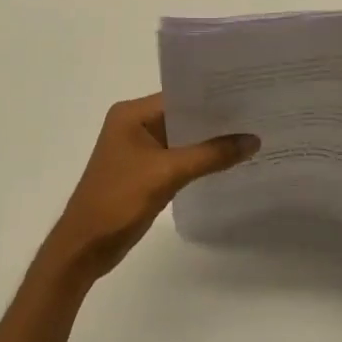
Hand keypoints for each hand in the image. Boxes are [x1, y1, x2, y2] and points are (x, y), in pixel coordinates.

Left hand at [43, 94, 257, 282]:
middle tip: (257, 113)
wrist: (84, 247)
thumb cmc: (118, 201)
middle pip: (182, 114)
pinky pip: (178, 157)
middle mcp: (133, 124)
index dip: (212, 96)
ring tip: (250, 134)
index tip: (248, 94)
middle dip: (215, 118)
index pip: (179, 95)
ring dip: (209, 140)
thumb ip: (210, 155)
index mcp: (131, 114)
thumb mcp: (167, 174)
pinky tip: (227, 161)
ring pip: (182, 137)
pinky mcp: (144, 171)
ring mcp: (138, 149)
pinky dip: (199, 159)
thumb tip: (253, 140)